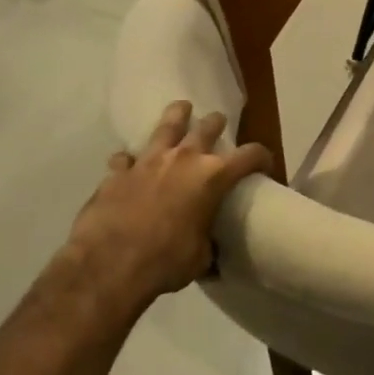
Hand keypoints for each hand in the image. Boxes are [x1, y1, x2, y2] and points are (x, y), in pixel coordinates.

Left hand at [54, 101, 272, 318]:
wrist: (109, 266)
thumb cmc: (166, 261)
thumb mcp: (200, 257)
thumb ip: (208, 243)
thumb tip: (210, 251)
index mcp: (213, 177)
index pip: (250, 155)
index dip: (262, 157)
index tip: (265, 165)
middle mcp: (183, 160)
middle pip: (207, 128)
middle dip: (217, 124)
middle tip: (219, 123)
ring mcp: (147, 162)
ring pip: (166, 127)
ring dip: (176, 117)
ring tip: (181, 108)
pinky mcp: (117, 173)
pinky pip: (126, 158)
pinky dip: (130, 160)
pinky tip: (129, 163)